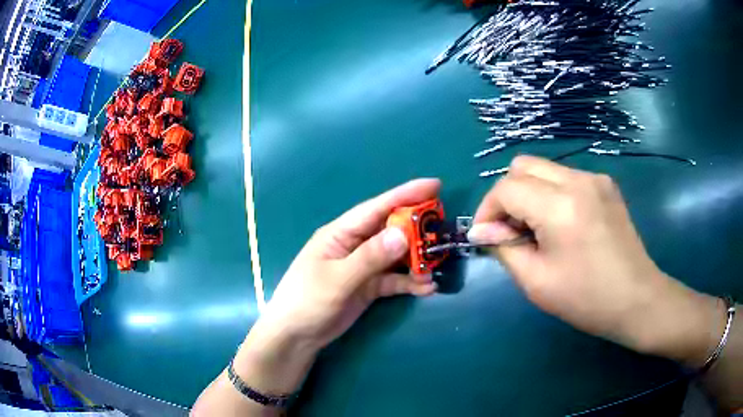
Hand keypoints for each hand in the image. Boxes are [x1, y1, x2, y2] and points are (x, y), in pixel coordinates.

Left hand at [257, 178, 439, 351]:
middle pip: (390, 230)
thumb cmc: (307, 301)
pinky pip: (394, 280)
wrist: (296, 337)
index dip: (406, 194)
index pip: (377, 208)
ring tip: (438, 264)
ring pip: (395, 256)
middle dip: (417, 229)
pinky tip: (427, 288)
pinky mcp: (368, 287)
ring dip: (416, 260)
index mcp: (341, 233)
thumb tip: (402, 234)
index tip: (435, 185)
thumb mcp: (337, 279)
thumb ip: (369, 258)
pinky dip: (410, 282)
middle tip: (443, 230)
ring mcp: (363, 267)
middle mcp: (354, 245)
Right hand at [469, 156, 725, 365]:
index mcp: (559, 206)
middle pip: (523, 166)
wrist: (636, 298)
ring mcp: (594, 178)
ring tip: (538, 230)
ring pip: (544, 168)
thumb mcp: (536, 282)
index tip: (486, 236)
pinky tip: (563, 224)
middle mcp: (577, 180)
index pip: (506, 188)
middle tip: (512, 230)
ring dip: (530, 193)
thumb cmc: (586, 298)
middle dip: (507, 195)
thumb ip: (504, 248)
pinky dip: (552, 194)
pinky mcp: (605, 184)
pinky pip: (566, 177)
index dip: (488, 210)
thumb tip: (483, 231)